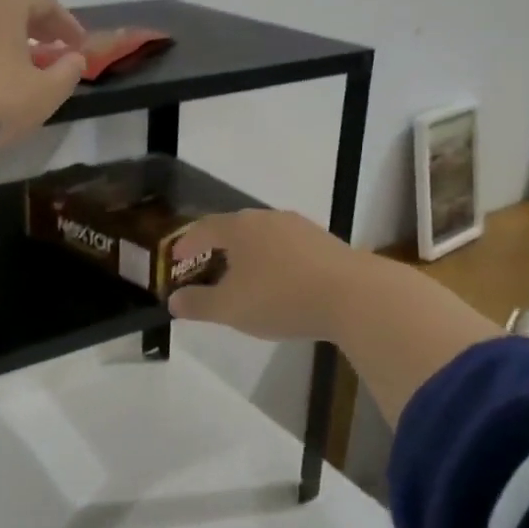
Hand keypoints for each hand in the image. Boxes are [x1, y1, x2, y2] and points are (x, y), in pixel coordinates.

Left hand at [0, 0, 86, 208]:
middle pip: (10, 8)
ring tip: (17, 66)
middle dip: (35, 28)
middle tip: (51, 50)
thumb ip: (67, 72)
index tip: (78, 46)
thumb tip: (75, 58)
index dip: (66, 23)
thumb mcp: (44, 94)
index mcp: (3, 5)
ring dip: (4, 41)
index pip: (44, 2)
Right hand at [164, 209, 362, 341]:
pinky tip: (281, 281)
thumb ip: (198, 305)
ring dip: (249, 253)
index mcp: (239, 227)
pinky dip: (275, 260)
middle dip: (218, 245)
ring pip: (264, 236)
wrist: (355, 296)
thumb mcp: (231, 308)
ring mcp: (300, 227)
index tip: (175, 256)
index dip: (187, 242)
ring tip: (244, 274)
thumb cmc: (281, 297)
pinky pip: (288, 247)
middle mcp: (267, 218)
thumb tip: (173, 301)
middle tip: (207, 263)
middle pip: (234, 227)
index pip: (204, 228)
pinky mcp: (326, 242)